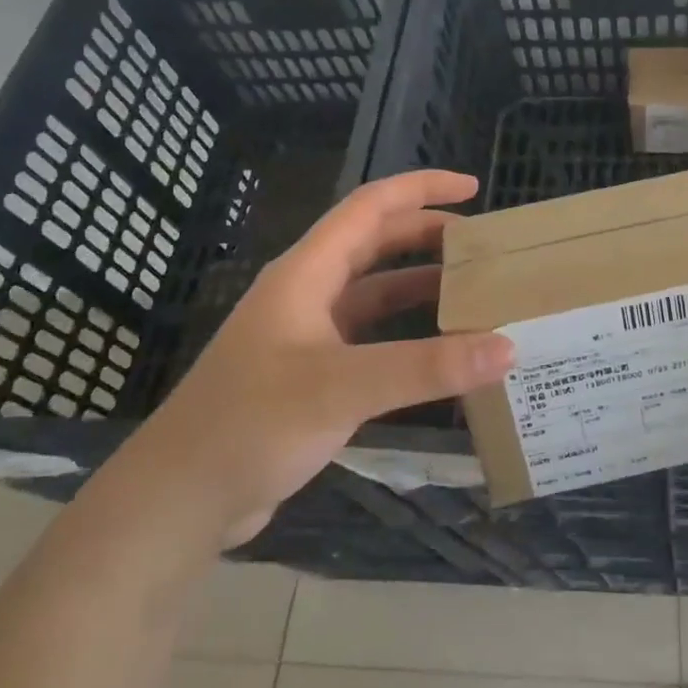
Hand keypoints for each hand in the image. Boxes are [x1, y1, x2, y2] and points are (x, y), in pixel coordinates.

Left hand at [118, 170, 515, 547]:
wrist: (181, 499)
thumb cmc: (252, 424)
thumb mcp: (343, 387)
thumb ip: (425, 367)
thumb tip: (506, 347)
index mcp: (306, 273)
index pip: (370, 208)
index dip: (420, 189)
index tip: (472, 188)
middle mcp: (307, 294)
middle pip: (374, 244)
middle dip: (427, 236)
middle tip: (482, 247)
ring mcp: (308, 336)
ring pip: (374, 293)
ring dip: (420, 287)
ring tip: (473, 293)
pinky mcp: (312, 375)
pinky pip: (371, 338)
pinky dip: (407, 334)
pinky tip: (439, 353)